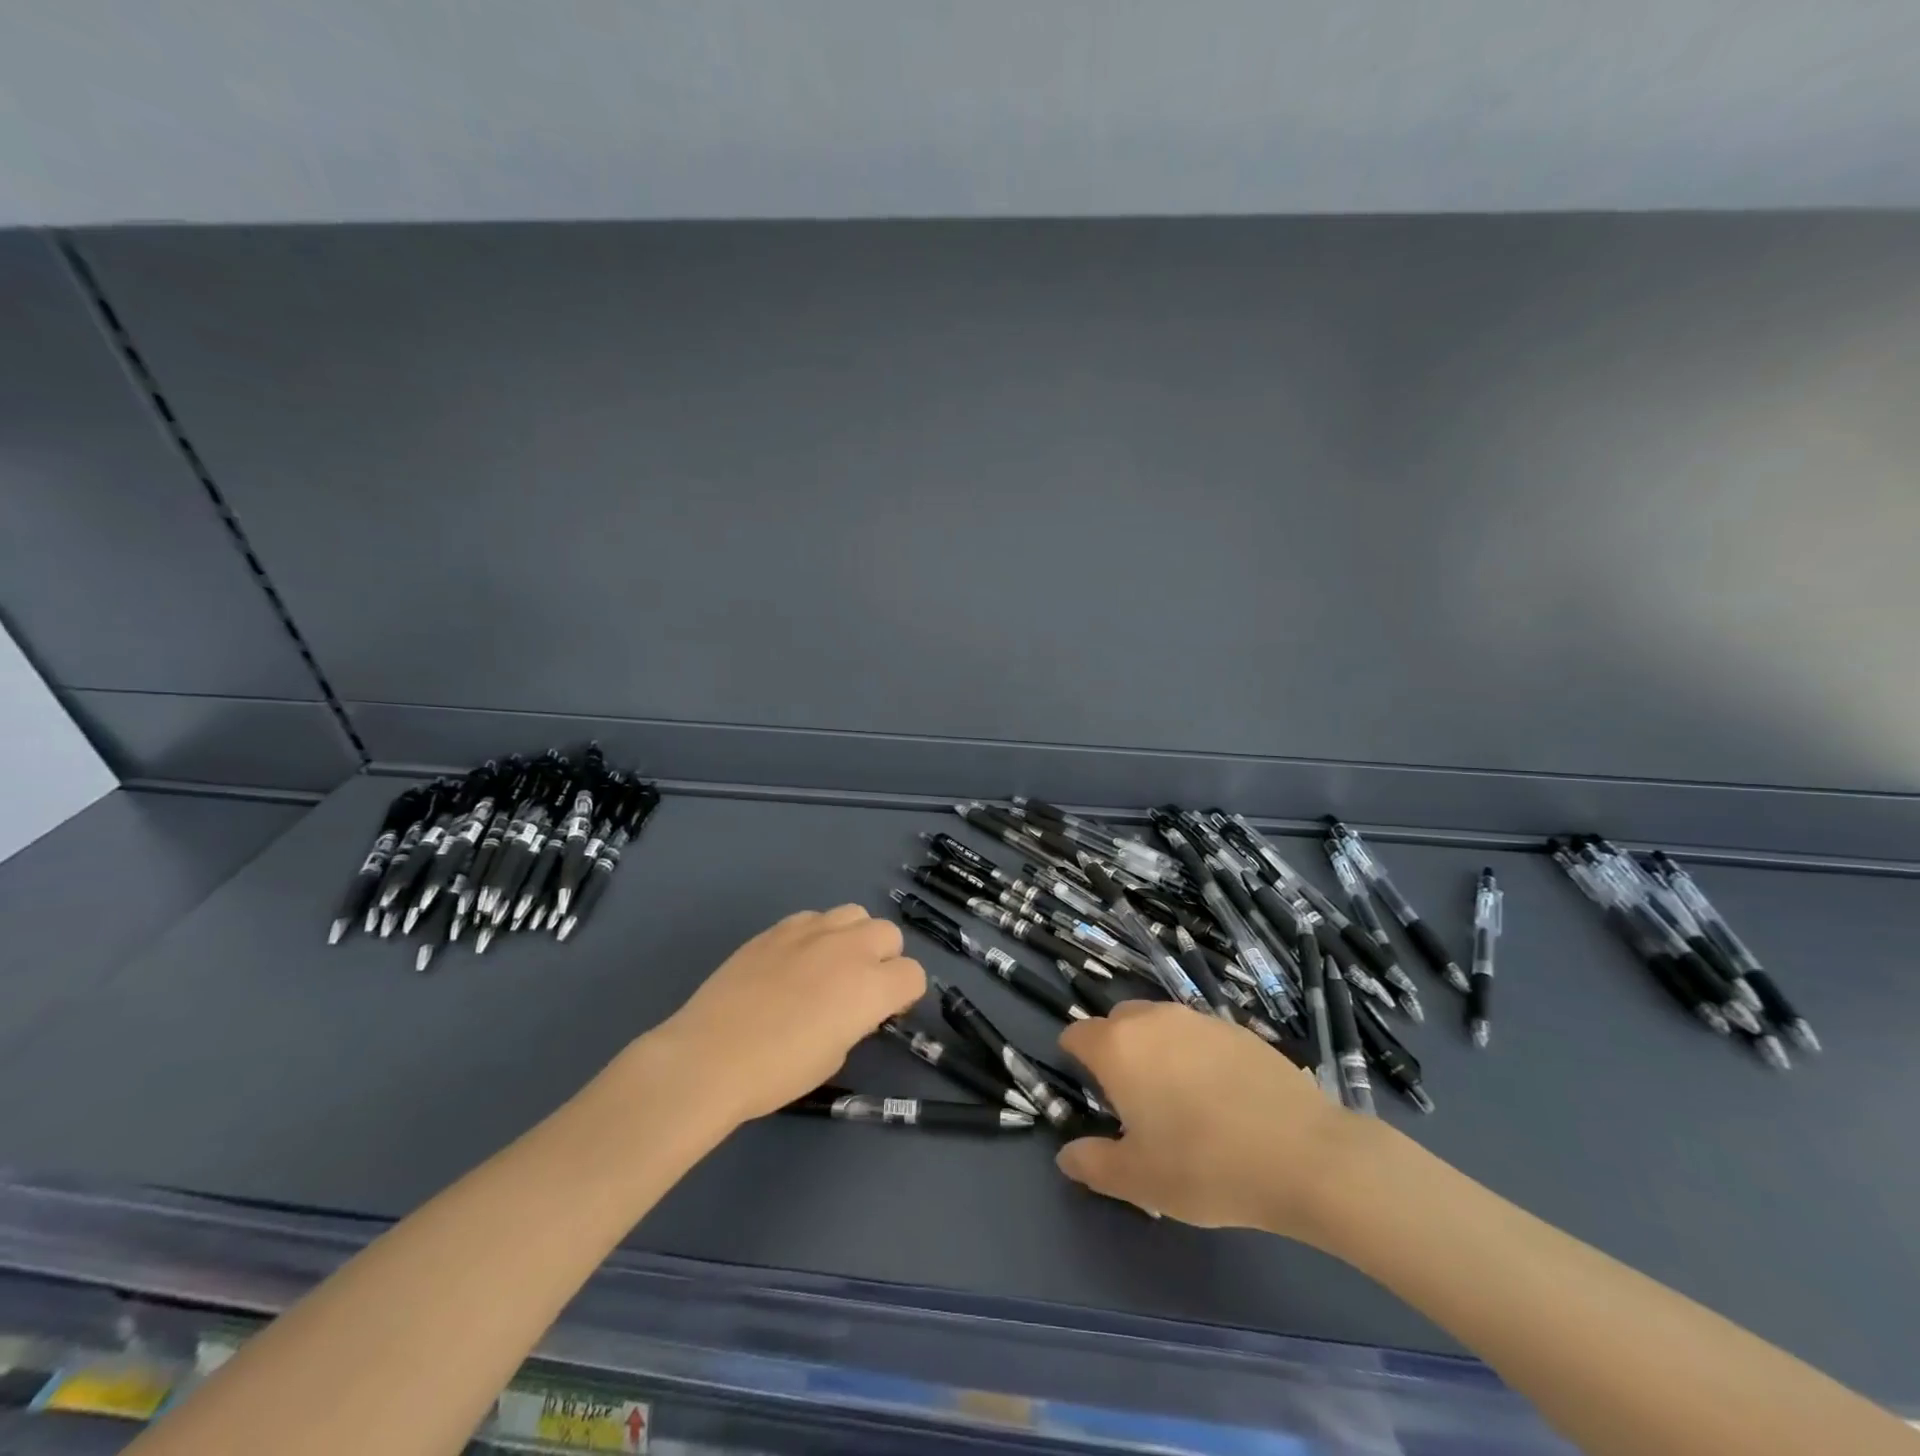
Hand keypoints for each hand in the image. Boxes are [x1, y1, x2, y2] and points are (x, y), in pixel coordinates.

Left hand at [650, 906, 925, 1125]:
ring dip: (854, 937)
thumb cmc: (777, 1072)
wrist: (710, 1056)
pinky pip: (815, 918)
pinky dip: (817, 934)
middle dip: (884, 959)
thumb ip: (855, 1022)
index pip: (913, 975)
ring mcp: (812, 931)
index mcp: (871, 986)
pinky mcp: (779, 928)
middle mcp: (850, 948)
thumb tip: (852, 1008)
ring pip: (855, 914)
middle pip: (889, 934)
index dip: (903, 996)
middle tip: (860, 988)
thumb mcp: (833, 1056)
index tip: (884, 1014)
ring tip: (831, 965)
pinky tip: (795, 960)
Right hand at [1055, 1002, 1362, 1241]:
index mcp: (1117, 1047)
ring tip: (1178, 1099)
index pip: (1077, 1034)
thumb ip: (1092, 1164)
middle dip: (1115, 1050)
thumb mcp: (1139, 1179)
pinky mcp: (1237, 1028)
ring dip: (1155, 1050)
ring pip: (1159, 1024)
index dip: (1075, 1059)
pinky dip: (1195, 1055)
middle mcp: (1152, 1019)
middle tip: (1132, 1100)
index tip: (1090, 1092)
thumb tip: (1067, 1156)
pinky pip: (1198, 1034)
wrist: (1303, 1154)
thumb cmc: (1205, 1166)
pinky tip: (1220, 1097)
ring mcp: (1198, 1019)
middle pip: (1117, 1022)